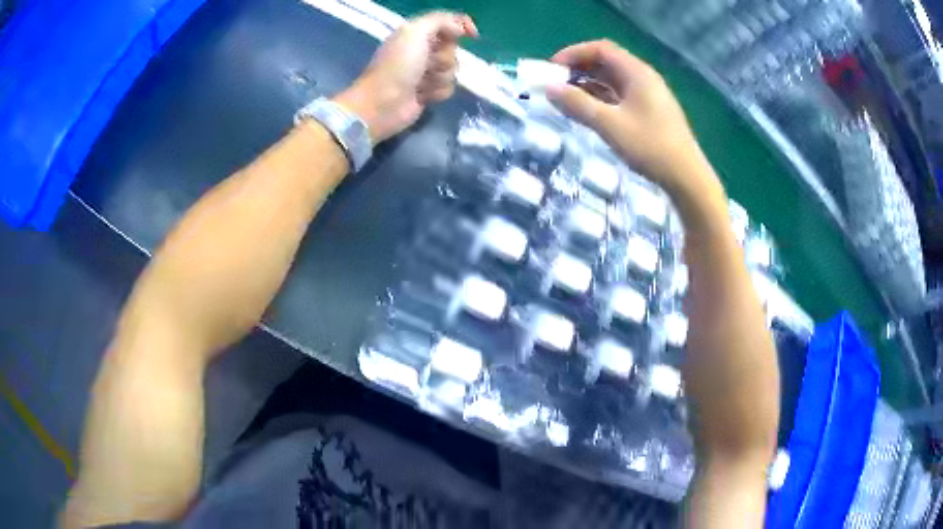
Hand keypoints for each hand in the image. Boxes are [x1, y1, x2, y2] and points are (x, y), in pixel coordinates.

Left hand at [334, 12, 477, 143]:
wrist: (382, 103)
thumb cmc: (397, 65)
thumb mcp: (415, 32)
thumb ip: (441, 21)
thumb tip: (461, 29)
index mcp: (416, 33)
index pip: (448, 24)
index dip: (462, 26)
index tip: (472, 35)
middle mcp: (422, 50)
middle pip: (453, 48)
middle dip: (444, 57)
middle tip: (427, 64)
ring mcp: (425, 72)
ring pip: (453, 70)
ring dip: (440, 76)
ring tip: (421, 83)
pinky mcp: (428, 92)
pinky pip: (449, 88)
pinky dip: (437, 92)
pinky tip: (422, 95)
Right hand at [546, 40, 716, 198]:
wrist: (687, 177)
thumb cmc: (650, 147)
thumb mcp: (609, 124)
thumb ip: (577, 104)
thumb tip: (549, 89)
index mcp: (637, 73)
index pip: (601, 49)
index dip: (574, 53)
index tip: (552, 69)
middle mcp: (644, 77)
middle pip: (607, 62)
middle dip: (580, 68)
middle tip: (557, 84)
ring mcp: (650, 95)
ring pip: (614, 79)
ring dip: (590, 84)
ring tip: (568, 98)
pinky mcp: (651, 111)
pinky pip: (622, 95)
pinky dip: (603, 97)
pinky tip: (590, 111)